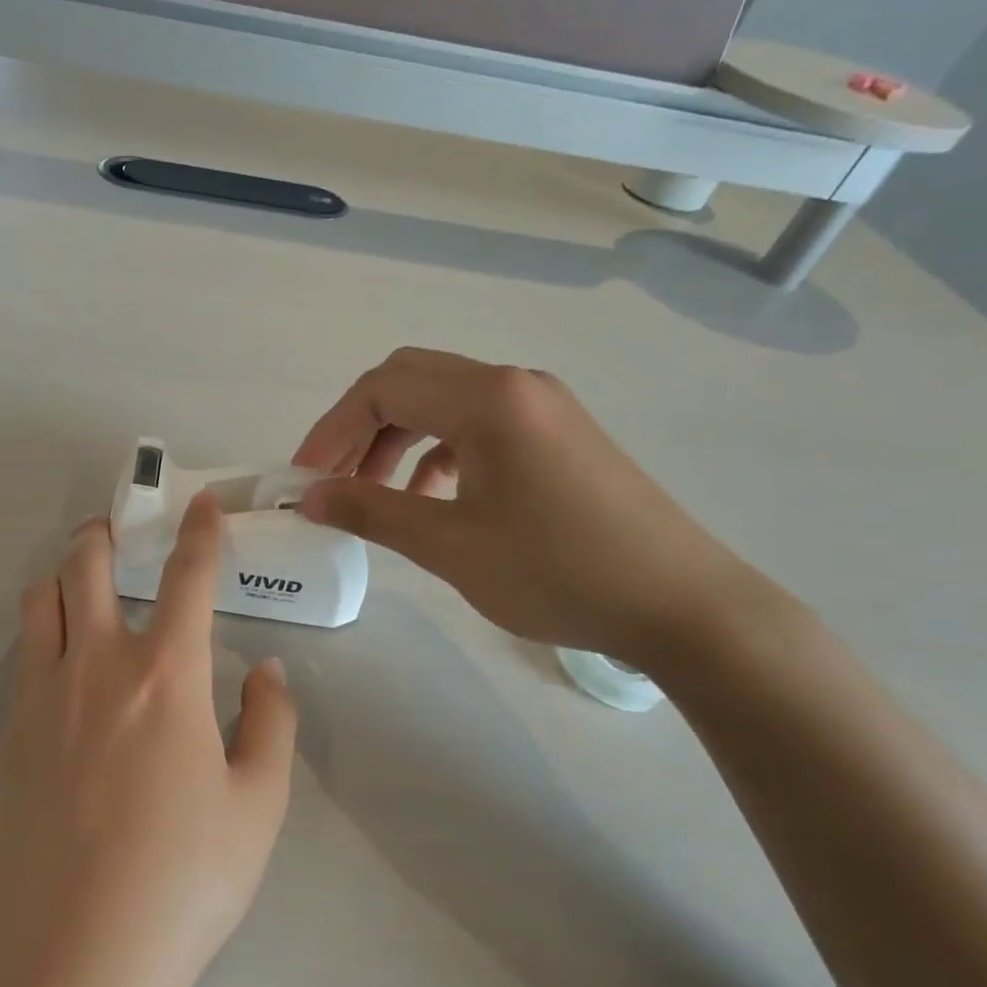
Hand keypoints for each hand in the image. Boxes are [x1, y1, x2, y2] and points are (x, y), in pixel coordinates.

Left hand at [0, 494, 296, 986]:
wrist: (73, 963)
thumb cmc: (183, 883)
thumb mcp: (258, 807)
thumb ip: (271, 724)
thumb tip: (265, 671)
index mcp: (165, 675)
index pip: (186, 575)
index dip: (199, 530)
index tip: (201, 503)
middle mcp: (96, 666)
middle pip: (85, 563)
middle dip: (104, 533)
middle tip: (120, 533)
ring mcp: (41, 698)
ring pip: (39, 600)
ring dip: (62, 577)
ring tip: (84, 588)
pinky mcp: (8, 735)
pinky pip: (24, 656)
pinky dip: (43, 634)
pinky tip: (65, 668)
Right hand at [294, 348, 769, 668]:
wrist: (682, 605)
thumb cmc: (557, 571)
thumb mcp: (449, 545)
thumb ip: (371, 511)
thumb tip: (309, 497)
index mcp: (487, 399)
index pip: (381, 389)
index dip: (331, 430)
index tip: (304, 479)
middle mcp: (513, 385)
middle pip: (410, 381)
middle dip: (359, 427)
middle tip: (333, 479)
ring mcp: (542, 406)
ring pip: (443, 402)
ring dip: (397, 438)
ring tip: (375, 493)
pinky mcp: (558, 434)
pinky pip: (479, 425)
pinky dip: (438, 451)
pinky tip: (432, 496)